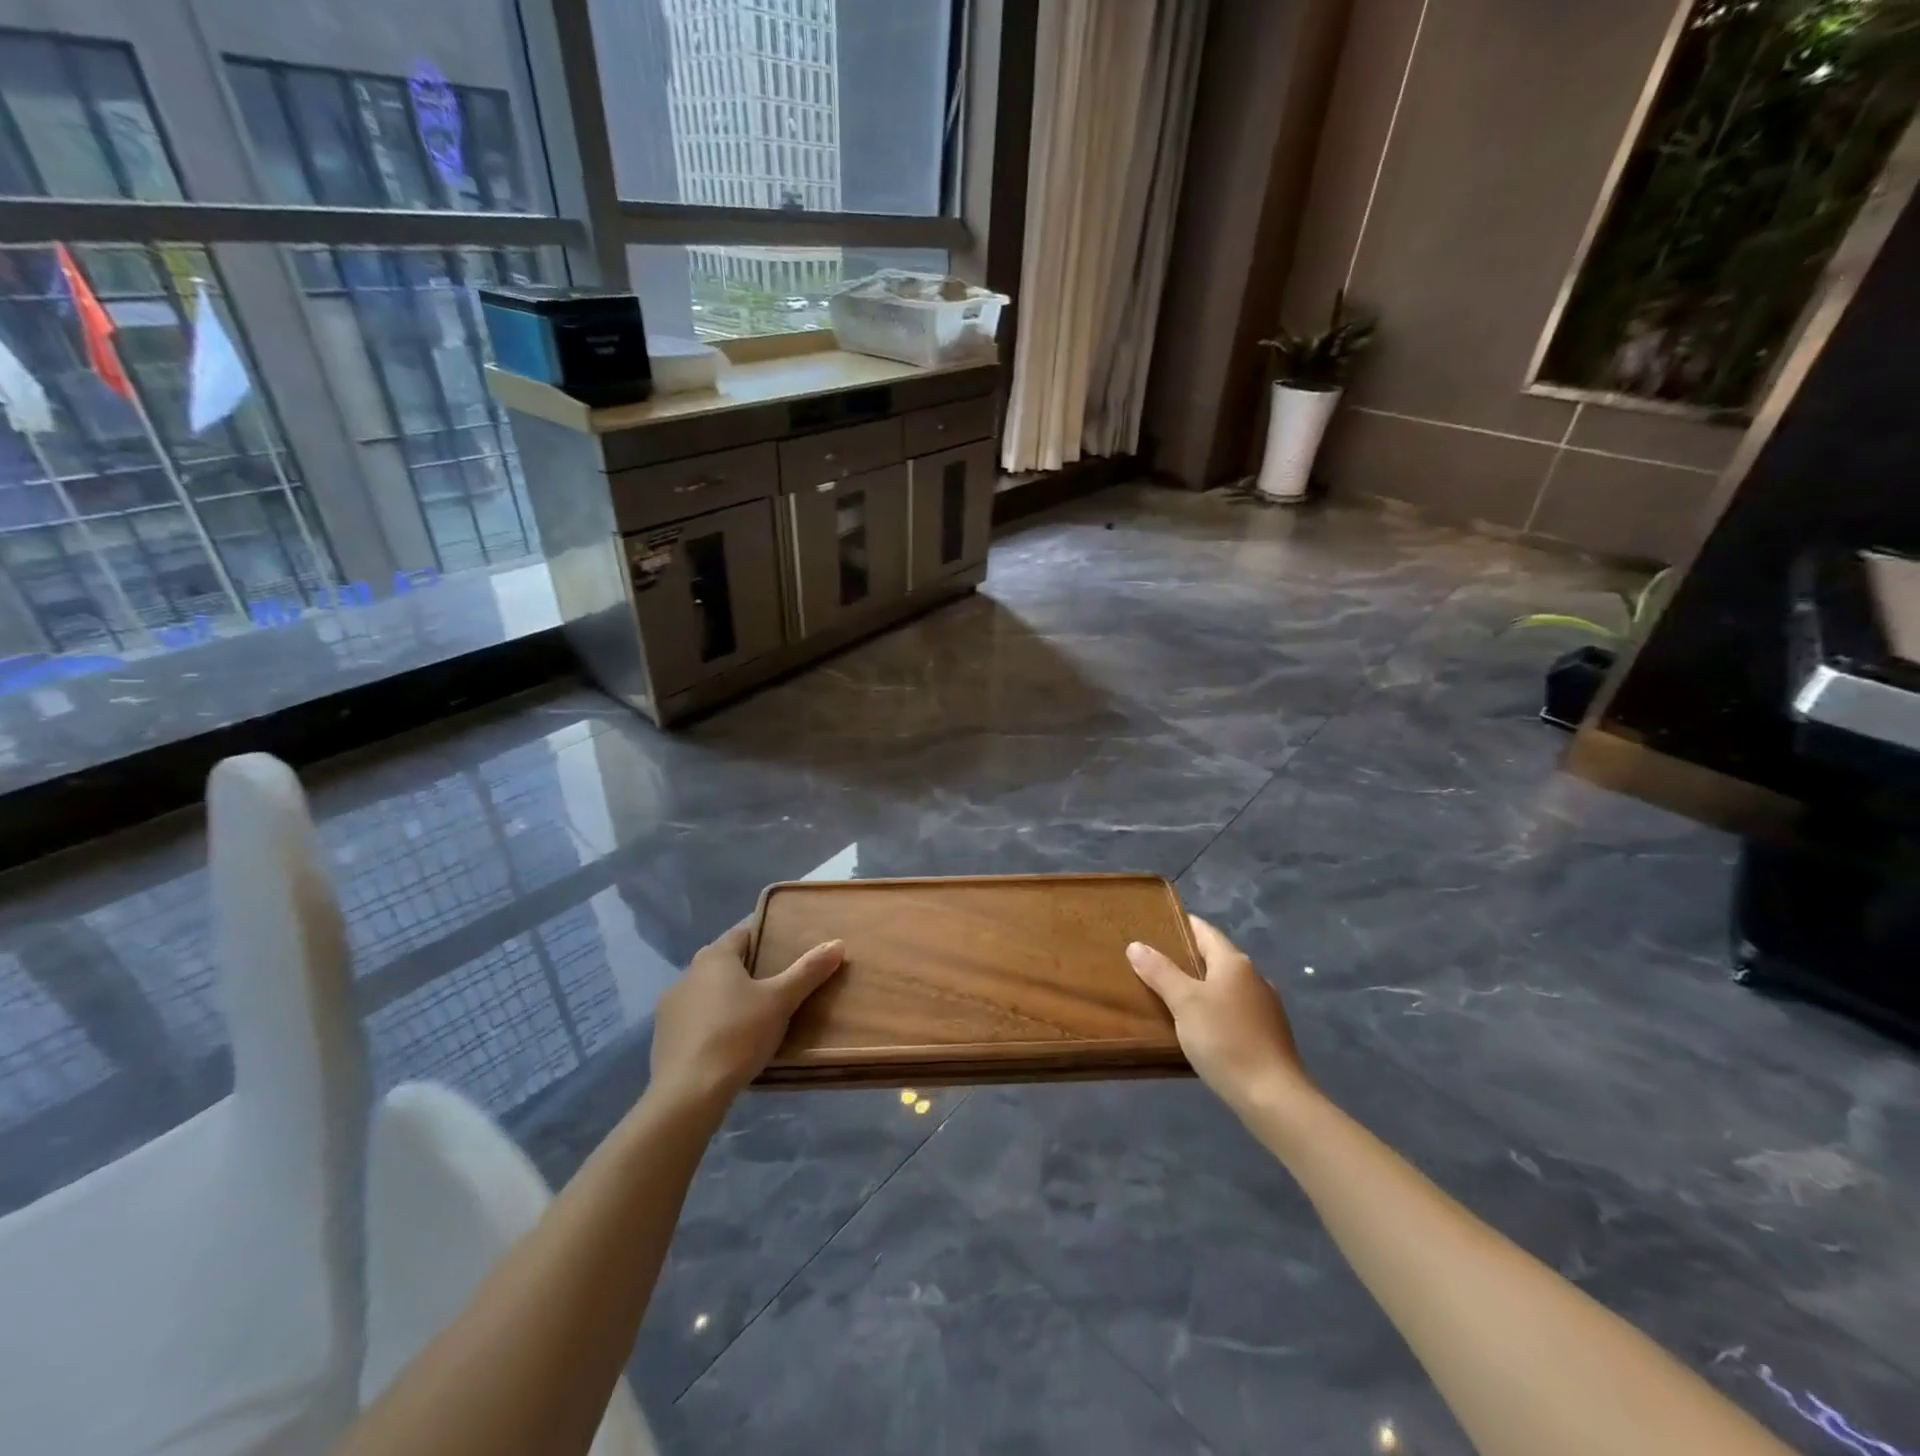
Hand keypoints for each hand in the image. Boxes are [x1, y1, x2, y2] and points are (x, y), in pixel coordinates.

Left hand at [650, 925, 844, 1112]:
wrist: (687, 1093)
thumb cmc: (737, 1035)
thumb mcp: (780, 1001)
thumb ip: (808, 971)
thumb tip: (837, 943)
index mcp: (715, 957)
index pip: (744, 931)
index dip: (767, 931)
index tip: (788, 939)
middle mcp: (688, 973)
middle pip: (725, 960)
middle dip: (750, 965)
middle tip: (779, 977)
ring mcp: (671, 1006)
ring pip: (708, 990)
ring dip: (728, 994)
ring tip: (757, 1010)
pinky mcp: (664, 1037)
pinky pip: (696, 1017)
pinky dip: (713, 1020)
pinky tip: (730, 1038)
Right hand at [1128, 916, 1314, 1117]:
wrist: (1273, 1097)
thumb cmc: (1225, 1040)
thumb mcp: (1184, 1002)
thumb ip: (1160, 972)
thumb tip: (1136, 945)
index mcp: (1234, 962)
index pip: (1204, 930)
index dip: (1180, 925)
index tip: (1154, 926)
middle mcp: (1253, 977)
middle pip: (1214, 957)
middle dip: (1185, 958)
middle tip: (1151, 962)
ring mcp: (1264, 1007)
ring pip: (1223, 986)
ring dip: (1199, 986)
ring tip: (1168, 994)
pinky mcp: (1267, 1034)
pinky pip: (1232, 1010)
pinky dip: (1213, 1009)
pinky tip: (1197, 1026)